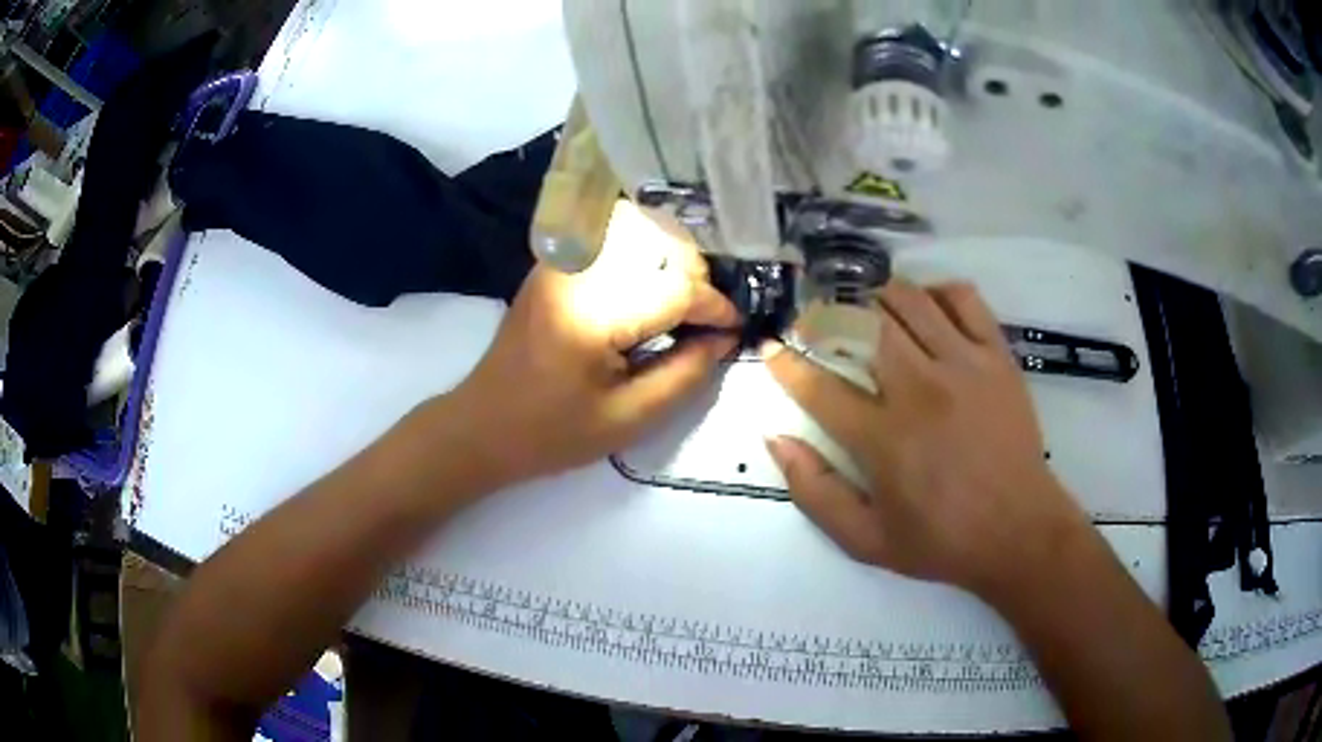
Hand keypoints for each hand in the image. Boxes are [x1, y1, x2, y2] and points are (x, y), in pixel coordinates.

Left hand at [449, 203, 738, 487]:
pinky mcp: (554, 263)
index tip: (736, 328)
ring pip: (639, 232)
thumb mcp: (628, 419)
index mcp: (593, 313)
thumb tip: (723, 339)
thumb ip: (684, 375)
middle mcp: (577, 270)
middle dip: (697, 282)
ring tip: (683, 305)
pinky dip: (643, 255)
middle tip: (709, 322)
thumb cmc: (552, 433)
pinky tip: (651, 287)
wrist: (482, 424)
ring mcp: (561, 261)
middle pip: (661, 247)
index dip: (715, 308)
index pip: (675, 290)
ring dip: (672, 263)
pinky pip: (612, 239)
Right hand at [763, 279, 1090, 597]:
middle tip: (818, 325)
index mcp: (884, 439)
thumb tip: (777, 440)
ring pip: (908, 300)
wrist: (1019, 532)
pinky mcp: (997, 356)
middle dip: (827, 317)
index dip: (787, 363)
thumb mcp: (866, 540)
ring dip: (876, 298)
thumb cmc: (942, 540)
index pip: (819, 386)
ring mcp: (964, 365)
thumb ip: (815, 493)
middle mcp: (921, 390)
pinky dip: (937, 292)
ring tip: (868, 313)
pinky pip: (963, 298)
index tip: (774, 349)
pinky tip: (927, 309)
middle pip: (862, 325)